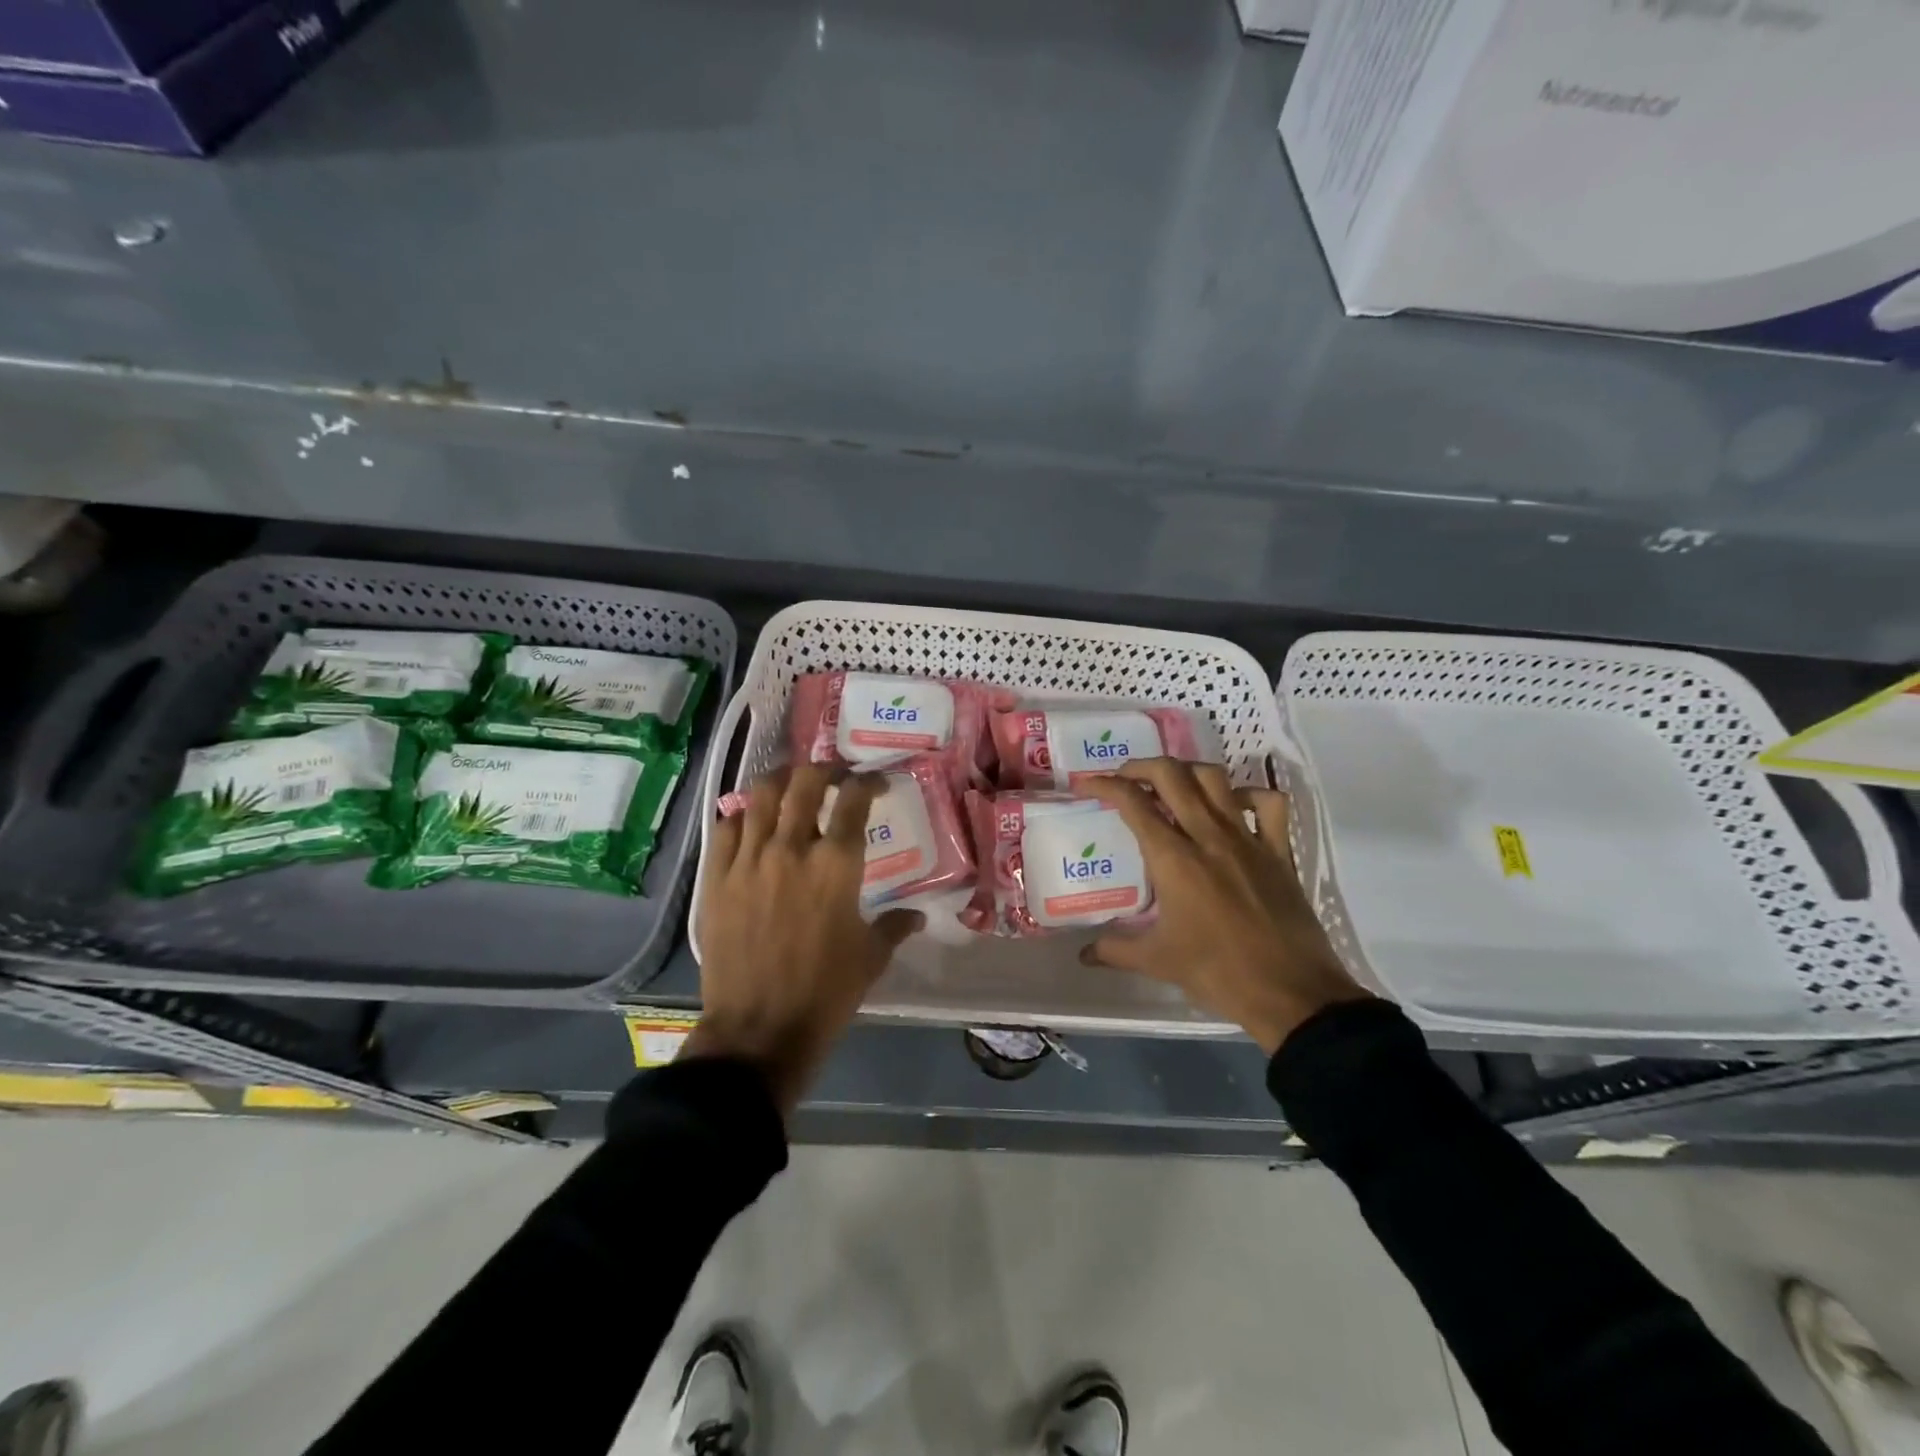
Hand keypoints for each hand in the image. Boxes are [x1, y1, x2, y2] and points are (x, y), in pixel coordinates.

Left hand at [686, 766, 921, 1113]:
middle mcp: (791, 849)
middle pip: (805, 782)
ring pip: (760, 795)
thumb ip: (895, 927)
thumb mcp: (870, 959)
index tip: (875, 784)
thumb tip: (917, 916)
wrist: (758, 1031)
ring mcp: (748, 860)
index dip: (867, 782)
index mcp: (836, 865)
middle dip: (824, 770)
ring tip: (791, 787)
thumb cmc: (825, 993)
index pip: (854, 800)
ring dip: (781, 782)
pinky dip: (742, 816)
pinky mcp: (716, 878)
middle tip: (834, 778)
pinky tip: (752, 823)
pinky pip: (726, 827)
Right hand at [1080, 759, 1368, 1053]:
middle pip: (1171, 775)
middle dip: (1141, 766)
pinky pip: (1268, 804)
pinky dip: (1248, 794)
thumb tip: (1084, 955)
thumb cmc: (1218, 973)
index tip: (1087, 783)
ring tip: (1172, 786)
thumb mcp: (1158, 961)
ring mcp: (1247, 839)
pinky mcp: (1279, 851)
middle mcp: (1208, 836)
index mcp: (1173, 859)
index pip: (1133, 803)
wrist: (1291, 993)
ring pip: (1215, 779)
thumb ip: (1115, 950)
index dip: (1104, 784)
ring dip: (1187, 772)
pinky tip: (1233, 806)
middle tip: (1125, 778)